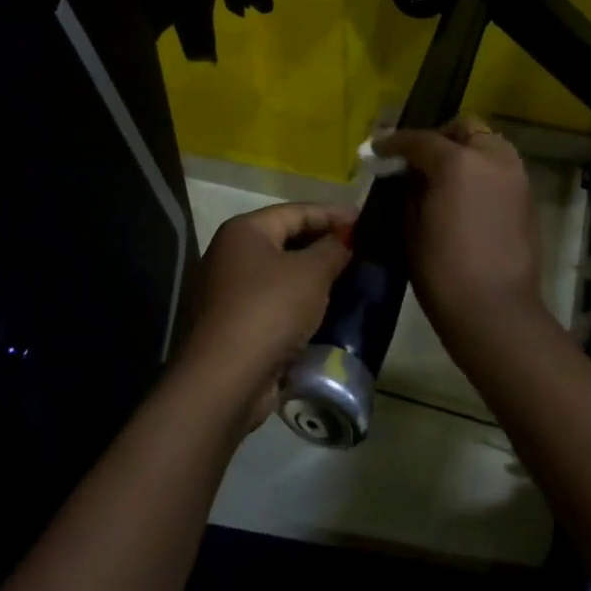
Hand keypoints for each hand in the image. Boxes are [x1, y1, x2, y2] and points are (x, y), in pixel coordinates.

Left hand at [176, 201, 355, 427]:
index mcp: (244, 231)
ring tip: (350, 278)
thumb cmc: (269, 309)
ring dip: (313, 276)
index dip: (332, 213)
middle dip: (323, 244)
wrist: (225, 379)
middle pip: (286, 240)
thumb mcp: (311, 273)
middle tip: (361, 249)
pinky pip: (275, 303)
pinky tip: (327, 310)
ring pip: (281, 275)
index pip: (296, 211)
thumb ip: (333, 249)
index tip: (364, 220)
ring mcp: (229, 292)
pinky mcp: (235, 325)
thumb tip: (345, 238)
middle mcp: (231, 255)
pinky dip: (300, 303)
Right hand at [373, 117, 543, 336]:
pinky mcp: (528, 197)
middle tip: (418, 159)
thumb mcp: (411, 226)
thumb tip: (410, 174)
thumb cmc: (442, 271)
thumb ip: (410, 189)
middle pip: (464, 129)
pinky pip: (501, 168)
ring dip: (465, 150)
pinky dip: (482, 170)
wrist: (495, 310)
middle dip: (439, 137)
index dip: (395, 142)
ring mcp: (515, 176)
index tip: (378, 149)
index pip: (420, 139)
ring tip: (443, 175)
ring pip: (488, 144)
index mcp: (457, 162)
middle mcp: (492, 158)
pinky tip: (465, 194)